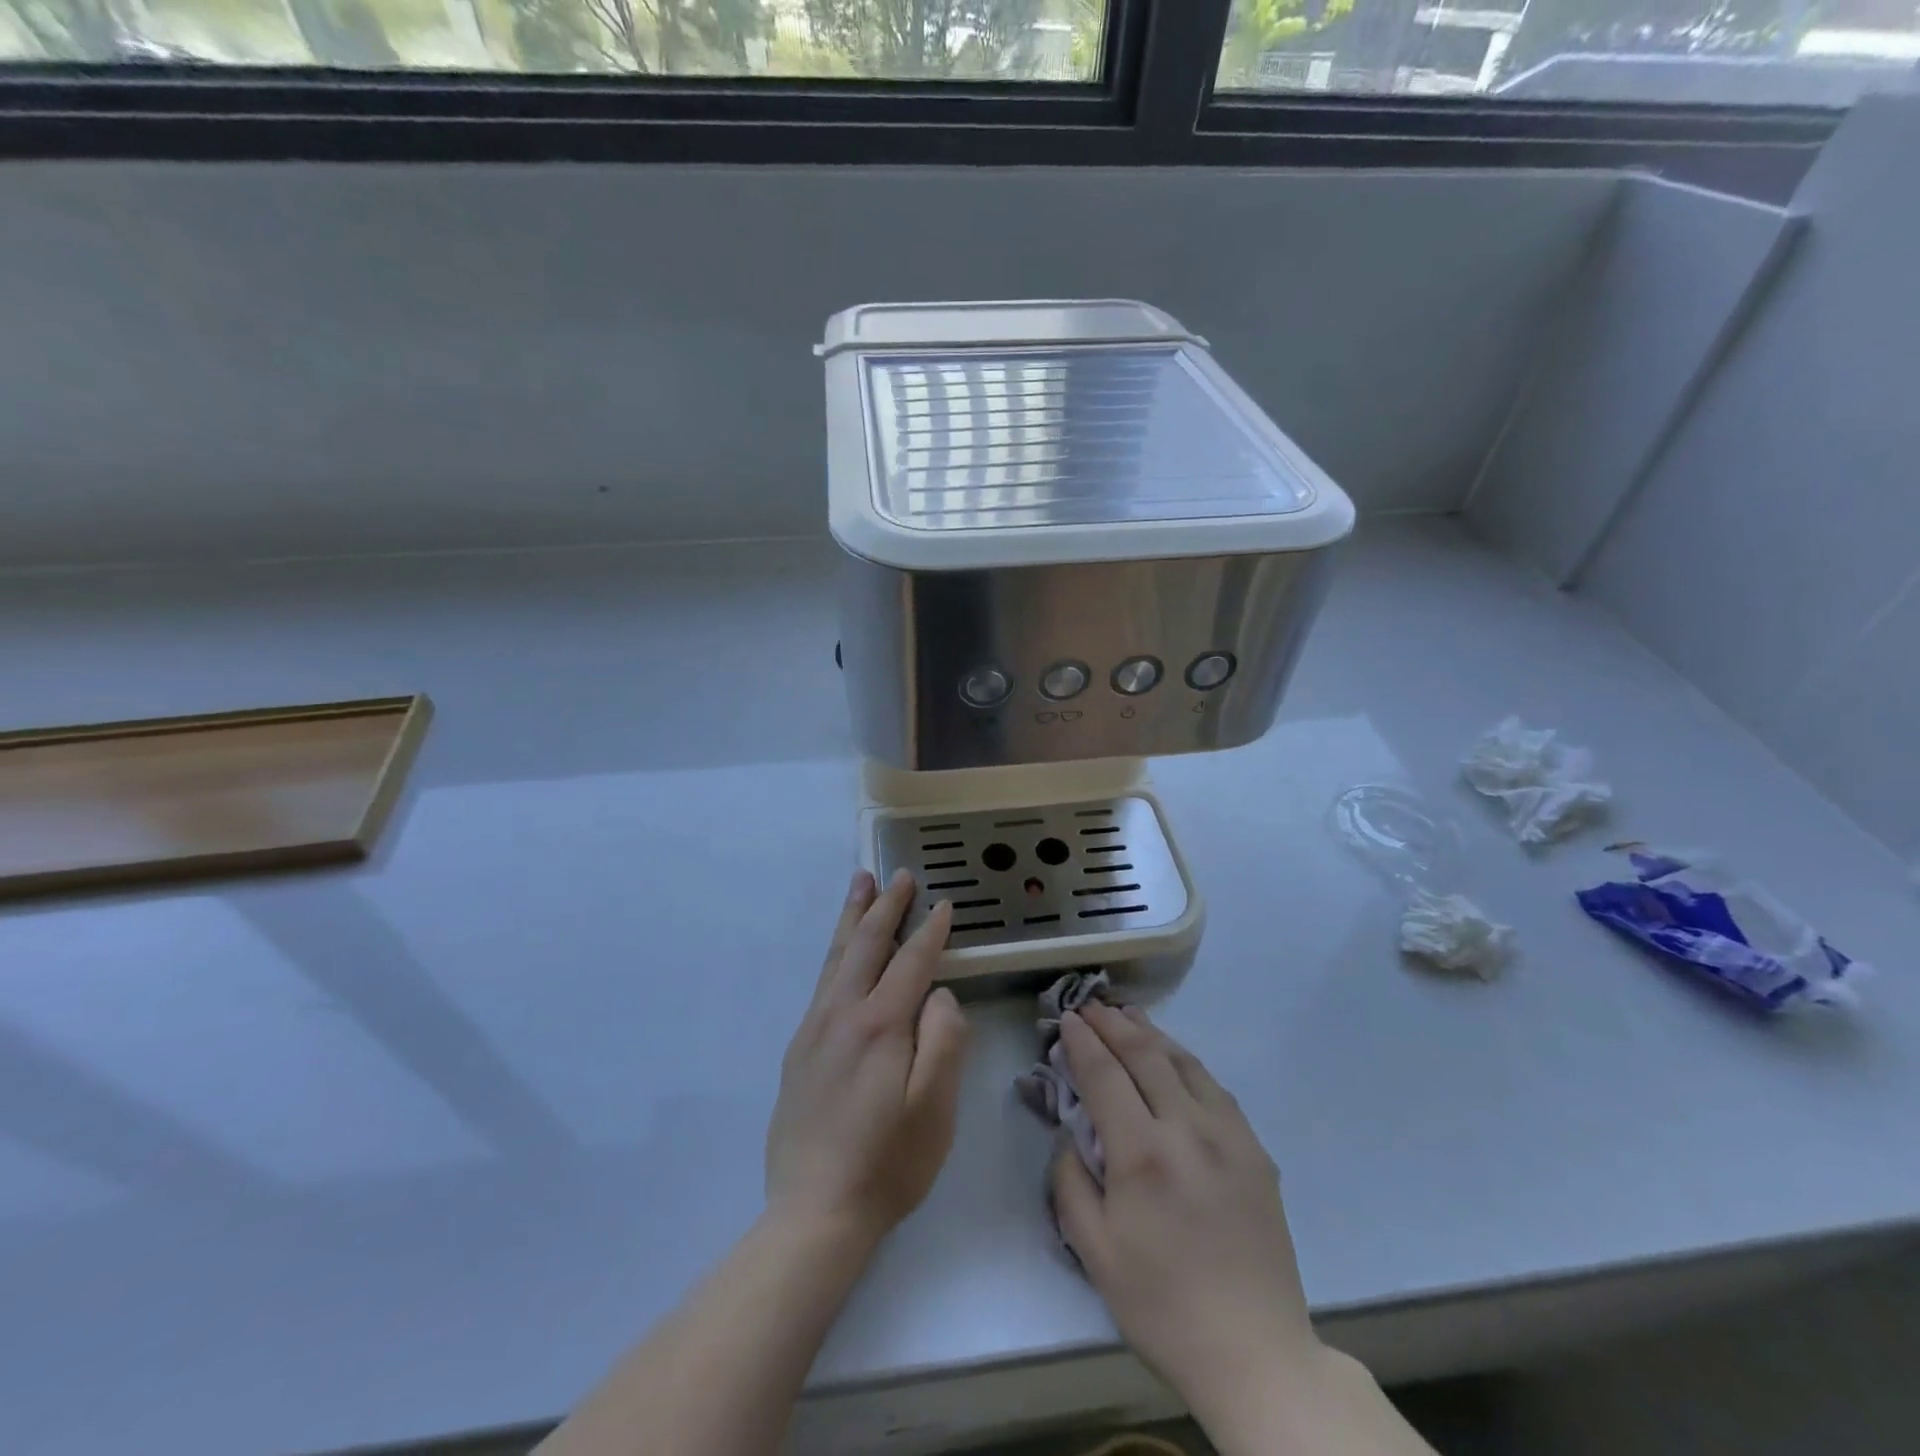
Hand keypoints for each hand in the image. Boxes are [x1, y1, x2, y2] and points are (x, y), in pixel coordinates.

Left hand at [765, 869, 968, 1249]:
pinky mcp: (799, 1048)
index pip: (911, 962)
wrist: (813, 1213)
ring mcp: (815, 1028)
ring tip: (860, 883)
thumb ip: (944, 1041)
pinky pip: (823, 981)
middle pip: (867, 944)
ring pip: (837, 956)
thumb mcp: (935, 1109)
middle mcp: (843, 1013)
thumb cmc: (888, 1164)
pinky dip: (837, 951)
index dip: (930, 931)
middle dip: (886, 906)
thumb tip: (941, 995)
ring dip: (853, 916)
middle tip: (899, 875)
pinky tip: (842, 950)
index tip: (944, 904)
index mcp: (881, 1025)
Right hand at [1050, 1002, 1329, 1435]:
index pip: (1105, 1075)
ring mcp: (1229, 1136)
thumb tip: (1070, 1133)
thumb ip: (1070, 1181)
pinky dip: (1186, 1062)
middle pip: (1145, 1055)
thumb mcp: (1094, 1251)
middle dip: (1113, 1024)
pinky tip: (1174, 1059)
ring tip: (1128, 1015)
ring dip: (1151, 1033)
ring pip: (1184, 1062)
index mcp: (1143, 1154)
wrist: (1254, 1352)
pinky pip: (1215, 1088)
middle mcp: (1187, 1130)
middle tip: (1090, 1005)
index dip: (1082, 1042)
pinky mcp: (1255, 1150)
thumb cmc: (1162, 1305)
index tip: (1067, 1019)